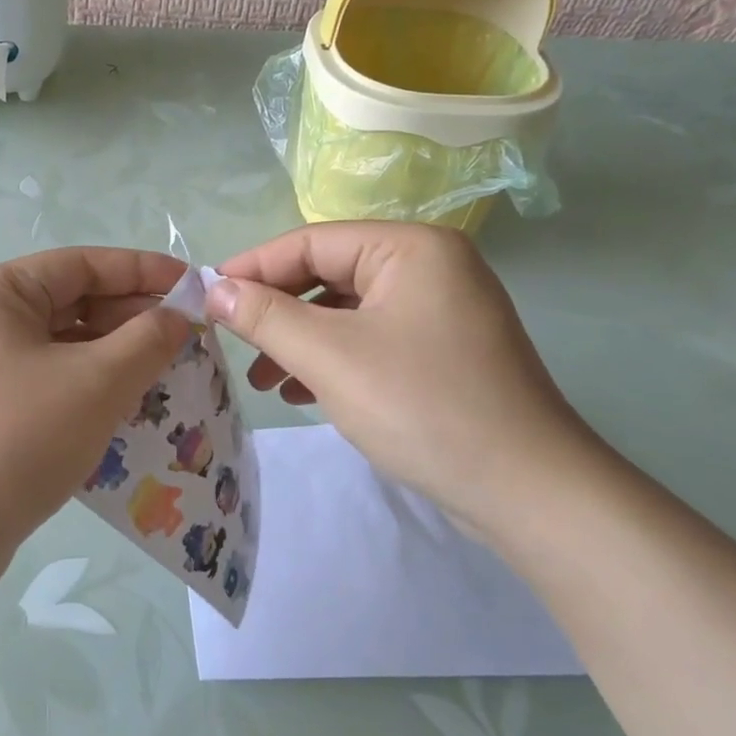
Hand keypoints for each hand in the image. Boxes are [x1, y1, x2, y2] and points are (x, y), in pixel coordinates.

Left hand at [0, 248, 192, 596]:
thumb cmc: (19, 439)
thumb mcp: (96, 383)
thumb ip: (147, 340)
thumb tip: (178, 316)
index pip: (82, 264)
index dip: (142, 271)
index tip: (193, 286)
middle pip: (72, 301)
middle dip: (132, 317)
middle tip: (189, 337)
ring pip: (63, 344)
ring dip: (116, 354)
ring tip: (170, 371)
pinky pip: (50, 378)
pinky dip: (90, 385)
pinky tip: (130, 405)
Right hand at [207, 222, 605, 532]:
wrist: (529, 493)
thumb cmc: (423, 407)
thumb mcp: (330, 356)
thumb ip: (264, 316)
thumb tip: (212, 289)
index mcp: (410, 247)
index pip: (311, 241)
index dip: (253, 267)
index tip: (206, 295)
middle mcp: (428, 266)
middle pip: (328, 274)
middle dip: (277, 310)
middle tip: (231, 340)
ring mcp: (438, 310)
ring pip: (345, 311)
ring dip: (298, 339)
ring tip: (263, 378)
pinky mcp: (440, 351)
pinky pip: (369, 339)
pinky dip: (331, 360)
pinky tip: (300, 392)